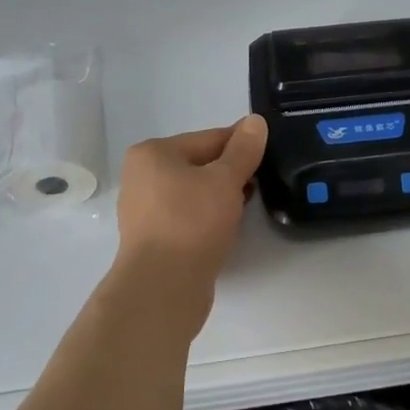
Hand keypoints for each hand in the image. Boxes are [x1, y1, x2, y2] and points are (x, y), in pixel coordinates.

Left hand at [109, 115, 268, 336]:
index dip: (241, 144)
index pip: (208, 138)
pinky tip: (227, 227)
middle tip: (262, 182)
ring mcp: (144, 210)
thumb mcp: (225, 179)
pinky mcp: (153, 239)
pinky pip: (187, 216)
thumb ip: (243, 149)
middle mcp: (141, 177)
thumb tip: (255, 121)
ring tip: (248, 206)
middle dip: (231, 172)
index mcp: (152, 153)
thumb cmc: (192, 222)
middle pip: (199, 164)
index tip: (268, 152)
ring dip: (221, 196)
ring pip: (194, 192)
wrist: (163, 288)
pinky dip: (208, 217)